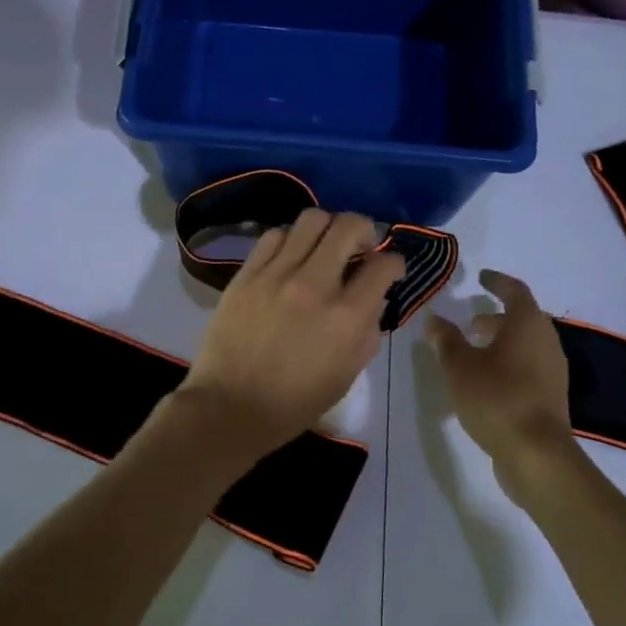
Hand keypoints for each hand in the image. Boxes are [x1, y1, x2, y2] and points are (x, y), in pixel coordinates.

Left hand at [178, 210, 405, 458]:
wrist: (231, 406)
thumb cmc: (295, 401)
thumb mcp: (348, 373)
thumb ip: (368, 329)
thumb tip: (373, 297)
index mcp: (347, 317)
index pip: (384, 265)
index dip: (394, 263)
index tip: (389, 269)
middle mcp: (315, 285)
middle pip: (349, 225)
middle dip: (365, 230)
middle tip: (360, 247)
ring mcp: (277, 274)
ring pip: (311, 219)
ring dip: (327, 229)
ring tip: (323, 247)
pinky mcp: (247, 273)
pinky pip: (274, 236)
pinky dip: (291, 239)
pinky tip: (291, 256)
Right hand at [425, 270, 575, 506]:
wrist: (536, 454)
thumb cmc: (496, 398)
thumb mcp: (459, 366)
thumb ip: (446, 339)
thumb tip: (434, 318)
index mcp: (528, 325)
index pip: (515, 291)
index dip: (496, 282)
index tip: (481, 278)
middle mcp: (546, 342)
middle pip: (523, 319)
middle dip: (495, 317)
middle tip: (470, 321)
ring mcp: (552, 371)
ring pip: (525, 344)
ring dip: (501, 342)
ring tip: (472, 351)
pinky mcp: (550, 396)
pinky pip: (527, 366)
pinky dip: (507, 362)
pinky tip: (485, 379)